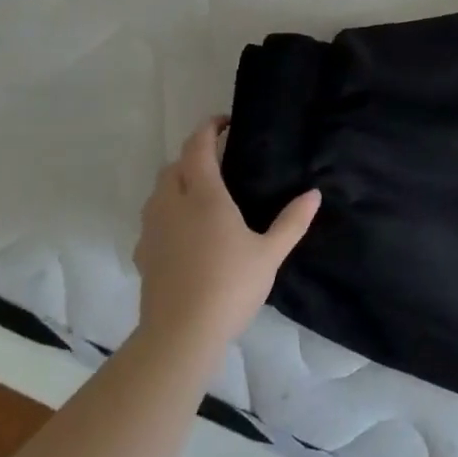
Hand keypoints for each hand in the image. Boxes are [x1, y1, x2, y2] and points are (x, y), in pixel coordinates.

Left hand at [132, 117, 319, 349]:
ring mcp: (152, 230)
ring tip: (202, 194)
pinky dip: (167, 212)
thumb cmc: (230, 286)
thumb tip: (314, 194)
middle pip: (174, 166)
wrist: (181, 334)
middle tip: (218, 160)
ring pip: (158, 192)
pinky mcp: (143, 254)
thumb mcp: (270, 253)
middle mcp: (172, 204)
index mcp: (204, 196)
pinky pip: (153, 219)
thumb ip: (292, 221)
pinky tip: (185, 233)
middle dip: (192, 155)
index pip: (197, 148)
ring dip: (176, 182)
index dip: (208, 129)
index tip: (224, 122)